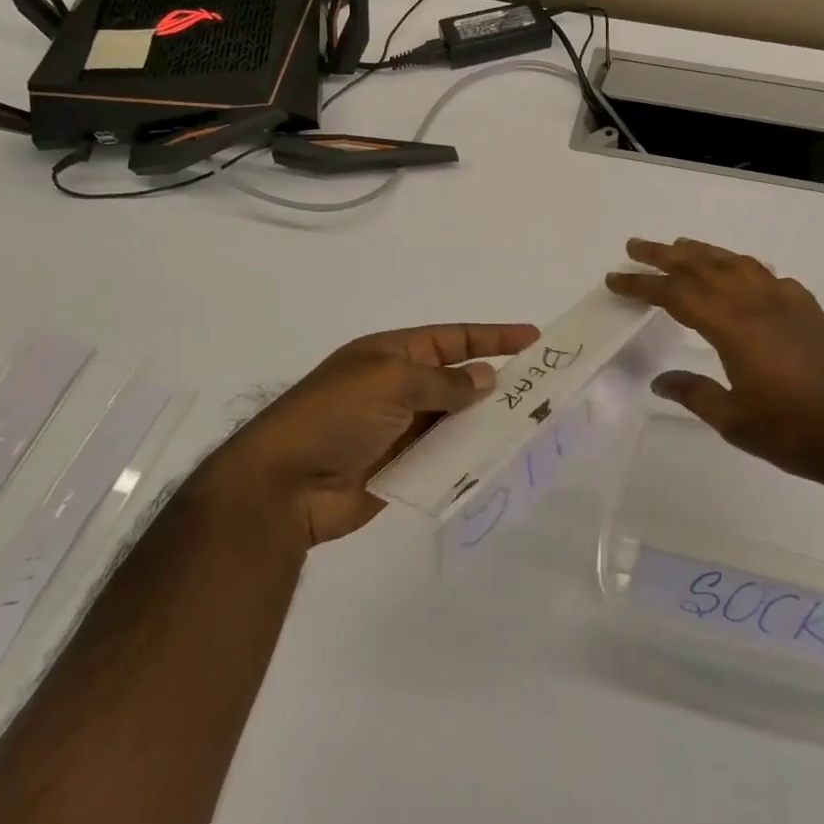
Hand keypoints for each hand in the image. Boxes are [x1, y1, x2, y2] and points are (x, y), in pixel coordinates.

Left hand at [205, 322, 539, 546]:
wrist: (283, 486)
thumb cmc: (334, 416)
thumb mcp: (390, 381)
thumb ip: (443, 381)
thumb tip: (485, 379)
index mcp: (391, 355)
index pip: (452, 339)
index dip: (492, 337)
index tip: (532, 338)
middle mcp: (398, 387)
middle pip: (457, 379)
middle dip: (495, 382)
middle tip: (540, 388)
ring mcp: (399, 429)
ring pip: (454, 419)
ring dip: (484, 421)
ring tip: (528, 423)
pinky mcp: (400, 467)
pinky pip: (442, 456)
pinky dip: (466, 455)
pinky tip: (496, 457)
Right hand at [606, 238, 823, 491]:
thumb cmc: (798, 433)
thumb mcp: (736, 422)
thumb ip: (696, 394)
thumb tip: (661, 381)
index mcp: (735, 327)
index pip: (677, 295)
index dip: (643, 284)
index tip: (615, 278)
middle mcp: (760, 303)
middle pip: (704, 266)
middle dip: (666, 255)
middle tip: (637, 246)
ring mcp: (790, 303)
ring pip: (739, 264)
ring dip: (705, 253)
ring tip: (682, 247)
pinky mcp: (813, 311)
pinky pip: (768, 276)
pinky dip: (744, 268)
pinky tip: (743, 276)